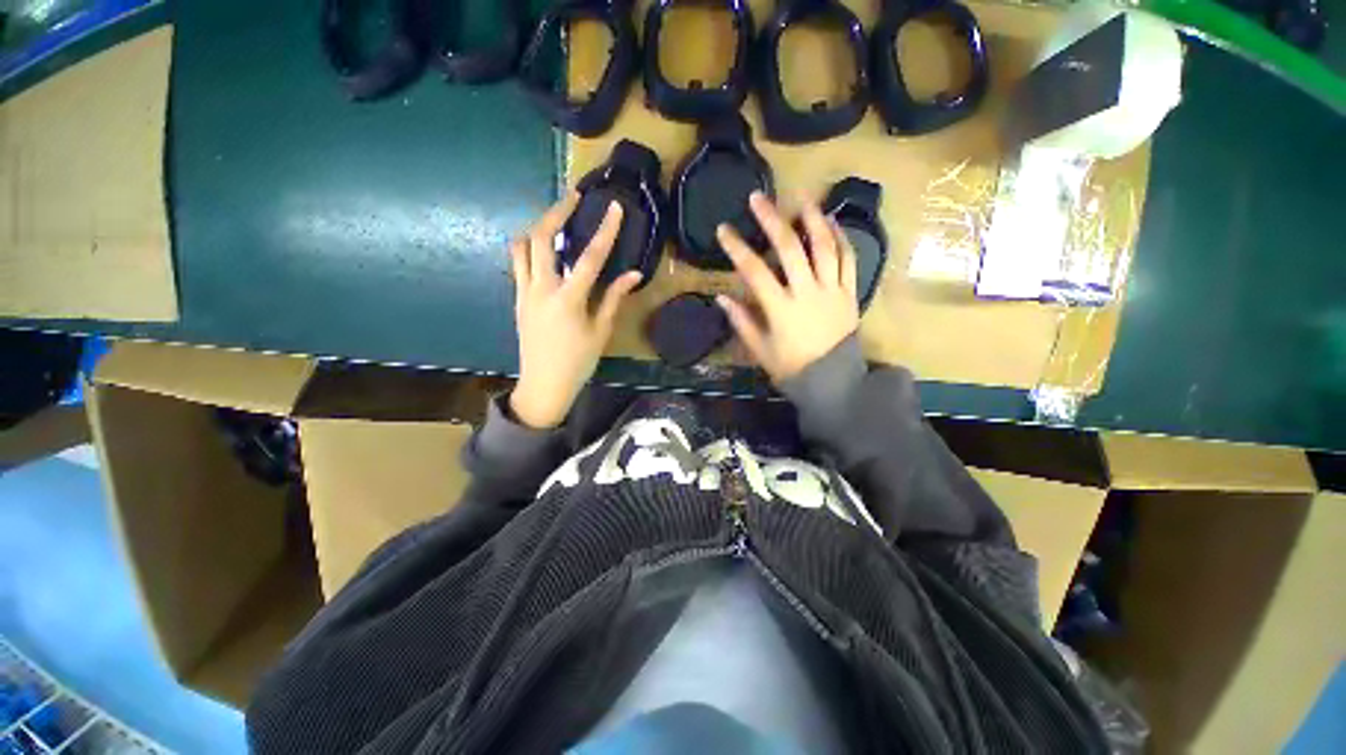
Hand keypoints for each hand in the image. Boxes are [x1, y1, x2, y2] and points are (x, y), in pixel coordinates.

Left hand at [508, 193, 641, 428]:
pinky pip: (518, 263)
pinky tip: (546, 250)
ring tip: (556, 221)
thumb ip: (614, 298)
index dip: (605, 231)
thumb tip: (633, 274)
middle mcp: (541, 289)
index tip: (614, 207)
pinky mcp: (517, 298)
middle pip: (542, 238)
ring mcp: (524, 292)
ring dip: (538, 227)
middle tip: (573, 198)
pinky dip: (530, 247)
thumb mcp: (601, 332)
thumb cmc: (578, 361)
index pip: (589, 257)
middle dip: (557, 212)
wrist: (544, 384)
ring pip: (522, 246)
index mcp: (568, 300)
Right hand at [716, 192, 858, 383]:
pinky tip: (832, 223)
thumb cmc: (792, 368)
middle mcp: (807, 292)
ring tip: (801, 198)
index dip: (737, 248)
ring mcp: (832, 290)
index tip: (723, 229)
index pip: (754, 271)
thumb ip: (742, 321)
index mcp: (781, 309)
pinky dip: (841, 239)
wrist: (833, 381)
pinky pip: (849, 260)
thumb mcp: (760, 350)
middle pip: (790, 249)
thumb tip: (722, 297)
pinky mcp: (850, 293)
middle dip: (772, 220)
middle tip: (758, 198)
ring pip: (825, 247)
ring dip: (812, 219)